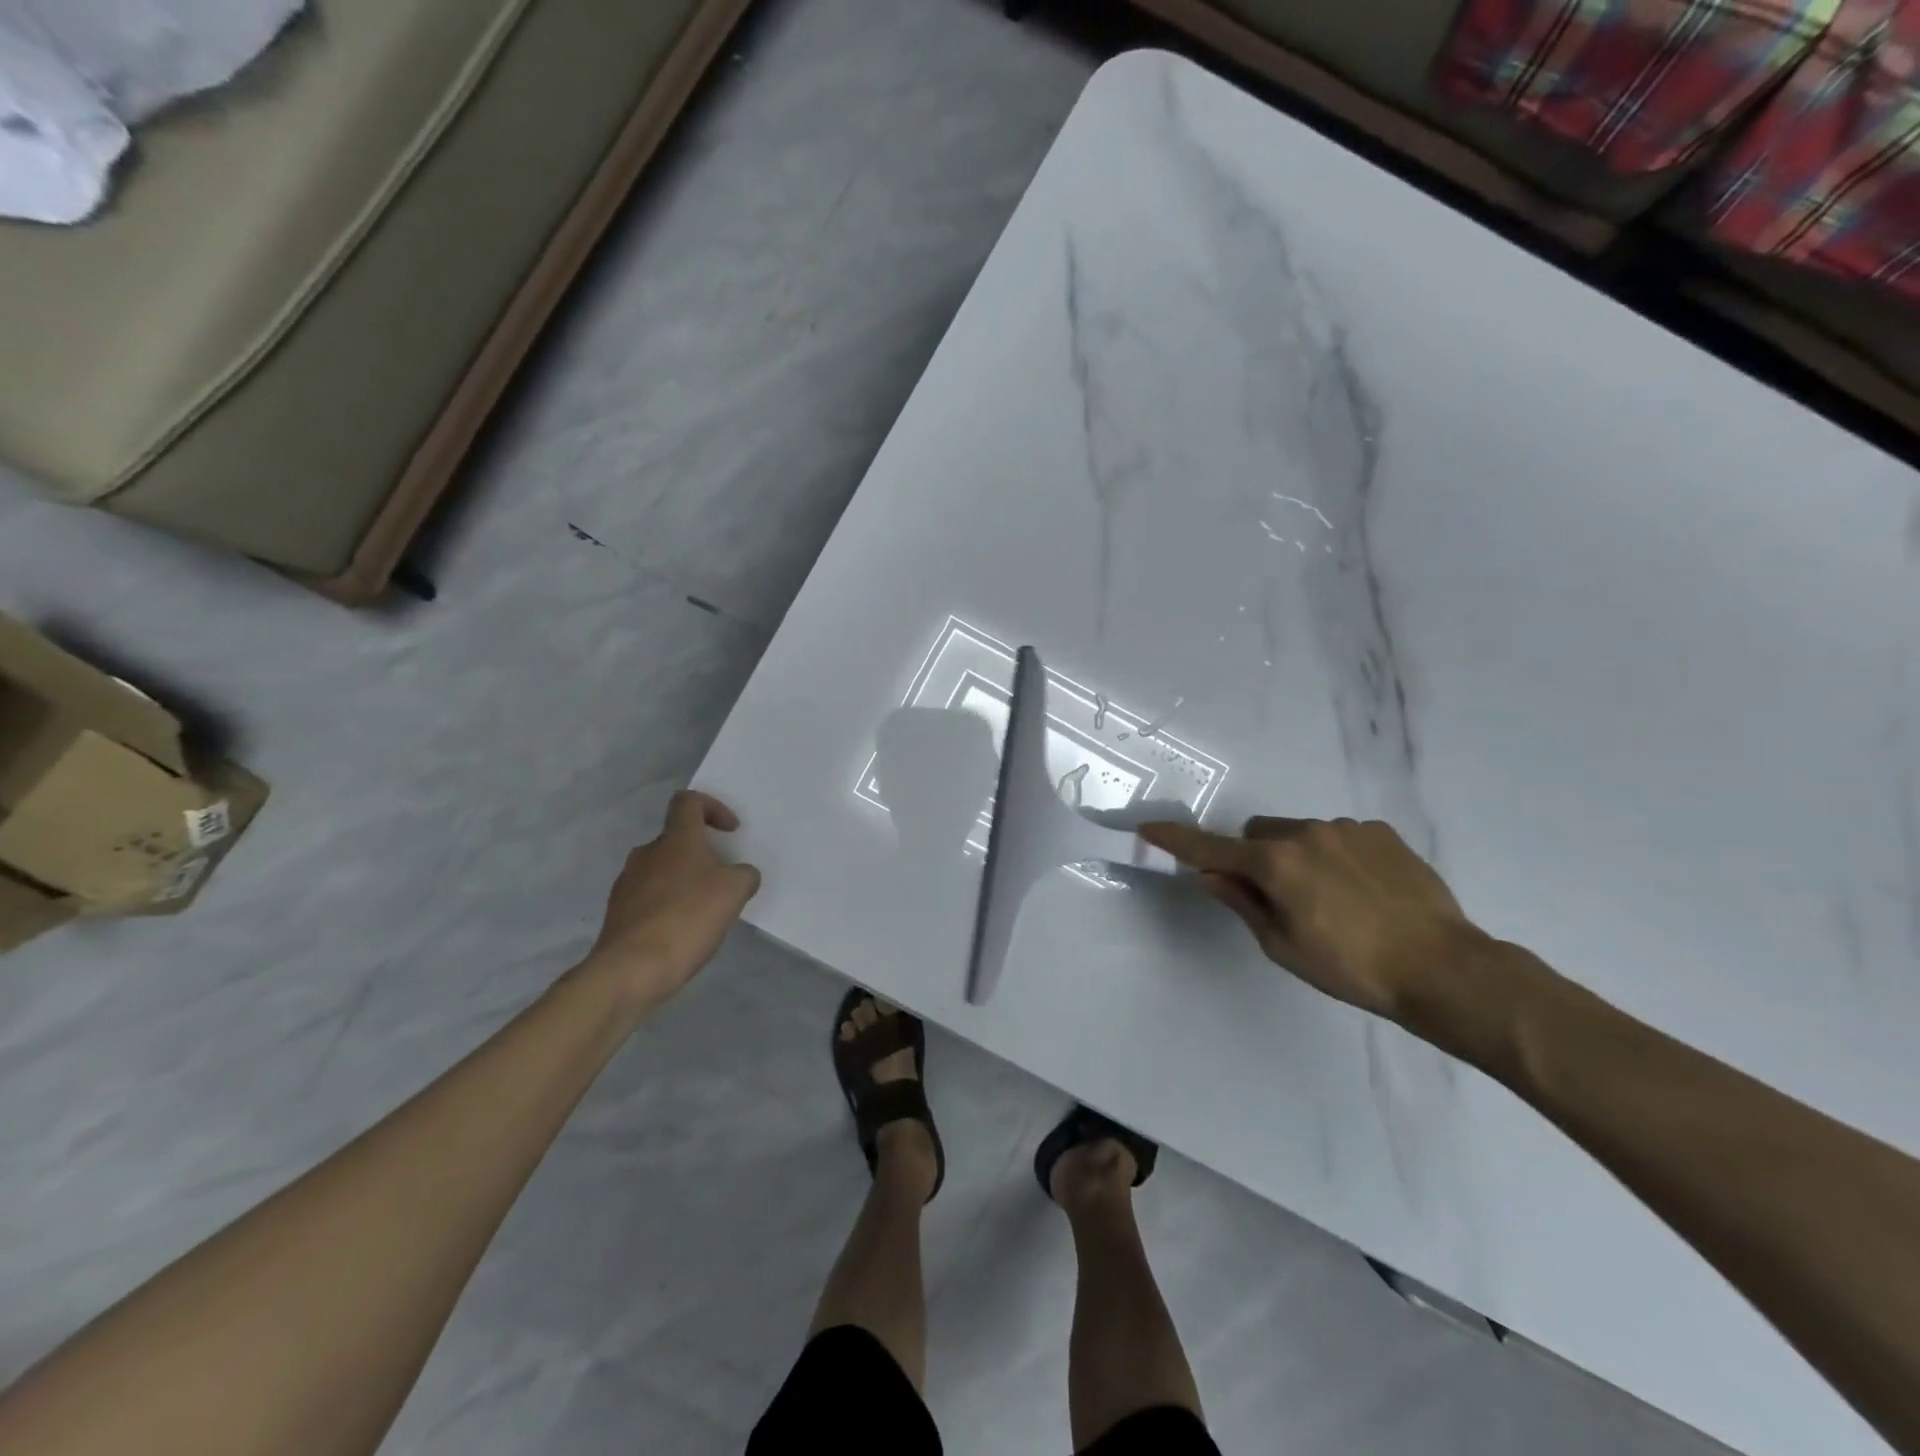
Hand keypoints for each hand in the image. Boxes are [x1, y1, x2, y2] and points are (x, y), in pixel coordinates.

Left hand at [586, 791, 762, 1007]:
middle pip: (676, 839)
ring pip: (662, 869)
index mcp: (676, 839)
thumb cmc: (687, 918)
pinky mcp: (618, 912)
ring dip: (684, 881)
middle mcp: (647, 853)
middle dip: (702, 854)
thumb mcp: (735, 891)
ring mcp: (627, 883)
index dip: (713, 807)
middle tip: (722, 880)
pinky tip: (681, 931)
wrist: (631, 969)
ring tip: (704, 910)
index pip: (688, 801)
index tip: (730, 832)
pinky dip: (668, 906)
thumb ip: (744, 875)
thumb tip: (740, 875)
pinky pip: (649, 897)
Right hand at [1139, 816, 1486, 1022]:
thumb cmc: (1351, 968)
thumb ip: (1241, 903)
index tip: (1148, 828)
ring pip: (1299, 833)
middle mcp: (1305, 833)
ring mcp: (1346, 828)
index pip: (1211, 848)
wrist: (1443, 968)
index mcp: (1276, 863)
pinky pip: (1338, 835)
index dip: (1177, 840)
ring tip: (1333, 900)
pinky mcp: (1381, 832)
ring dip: (1297, 856)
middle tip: (1277, 897)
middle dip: (1254, 857)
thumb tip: (1206, 876)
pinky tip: (1363, 891)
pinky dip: (1334, 855)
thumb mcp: (1283, 945)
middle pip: (1257, 834)